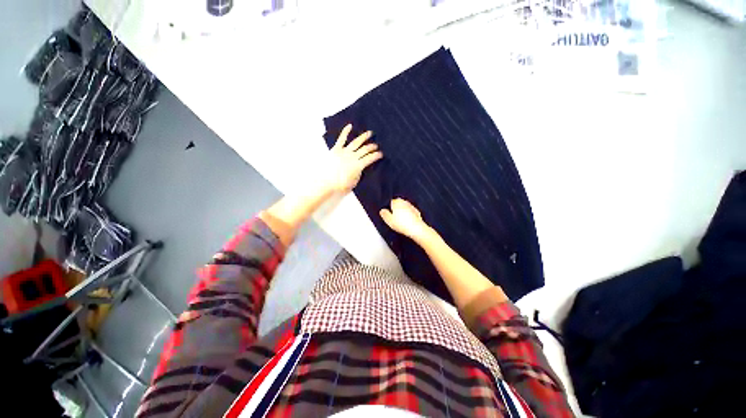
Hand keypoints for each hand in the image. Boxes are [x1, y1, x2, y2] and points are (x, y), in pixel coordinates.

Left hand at [324, 124, 382, 193]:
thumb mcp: (354, 182)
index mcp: (358, 165)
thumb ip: (359, 173)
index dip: (377, 155)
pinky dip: (346, 131)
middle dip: (372, 147)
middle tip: (376, 146)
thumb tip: (360, 168)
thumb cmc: (341, 185)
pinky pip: (341, 139)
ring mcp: (344, 152)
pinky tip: (350, 126)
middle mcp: (353, 156)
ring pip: (356, 142)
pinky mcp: (336, 149)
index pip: (370, 158)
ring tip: (369, 133)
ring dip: (364, 137)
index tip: (381, 154)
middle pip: (365, 149)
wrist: (326, 183)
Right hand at [380, 198, 431, 241]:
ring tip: (400, 222)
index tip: (388, 215)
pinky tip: (407, 222)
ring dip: (402, 213)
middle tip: (394, 219)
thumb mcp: (389, 220)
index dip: (388, 208)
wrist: (417, 229)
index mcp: (396, 202)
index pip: (390, 202)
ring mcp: (411, 206)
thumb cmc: (402, 224)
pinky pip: (410, 212)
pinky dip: (408, 216)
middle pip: (397, 204)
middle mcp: (404, 202)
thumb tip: (382, 211)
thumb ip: (384, 214)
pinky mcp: (417, 212)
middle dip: (395, 210)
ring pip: (404, 208)